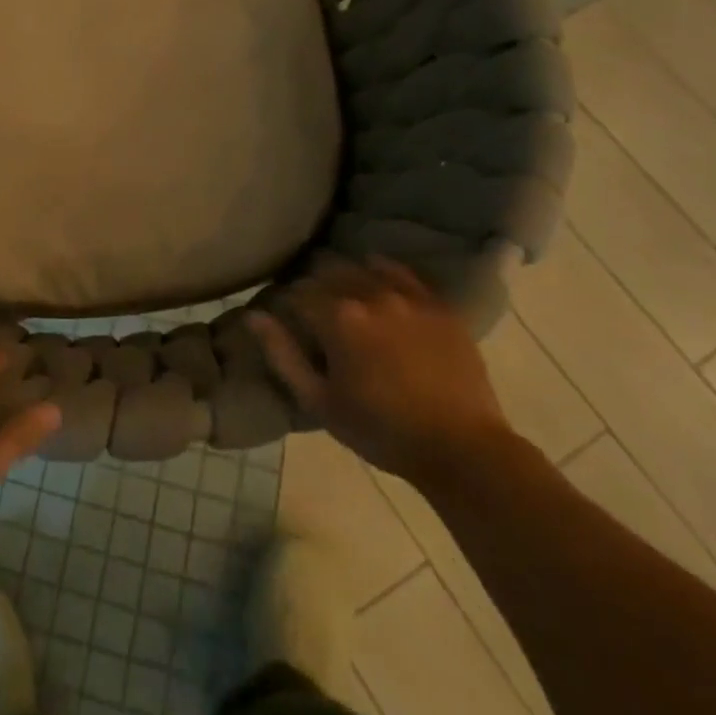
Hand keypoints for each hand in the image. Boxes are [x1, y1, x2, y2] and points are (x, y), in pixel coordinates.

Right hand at [252, 260, 510, 485]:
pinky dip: (382, 271)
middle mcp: (370, 295)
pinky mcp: (438, 305)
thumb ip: (282, 354)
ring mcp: (408, 297)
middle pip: (327, 271)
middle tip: (313, 310)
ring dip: (346, 276)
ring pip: (362, 266)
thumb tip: (254, 316)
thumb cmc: (380, 430)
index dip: (287, 305)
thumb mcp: (319, 400)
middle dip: (313, 285)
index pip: (297, 293)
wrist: (461, 448)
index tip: (288, 320)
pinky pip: (402, 272)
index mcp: (337, 318)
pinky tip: (377, 281)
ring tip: (344, 297)